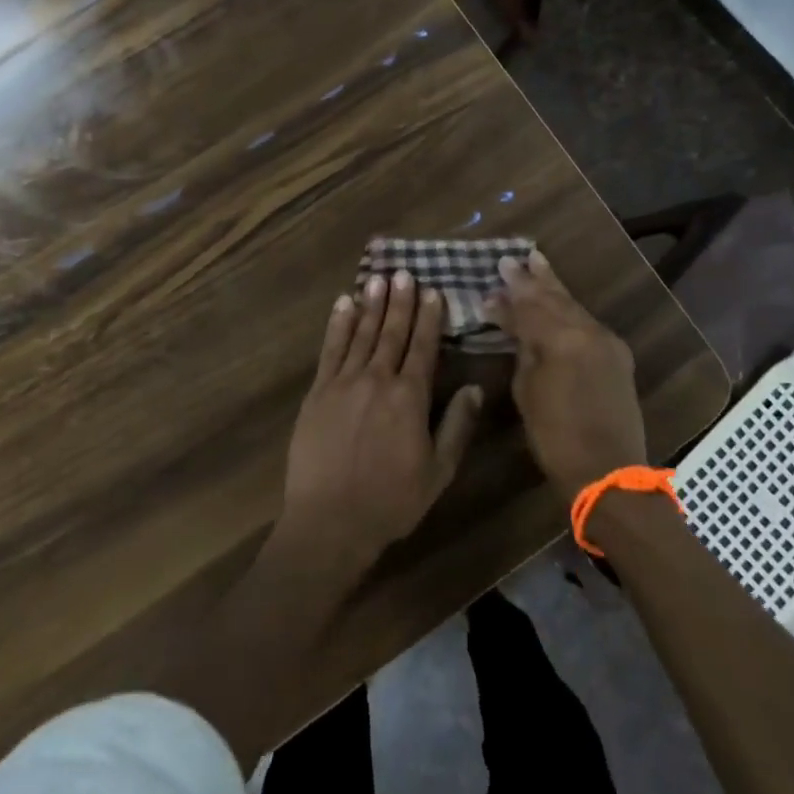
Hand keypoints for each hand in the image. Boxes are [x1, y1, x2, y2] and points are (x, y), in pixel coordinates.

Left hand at [279, 272, 483, 570]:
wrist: (330, 520)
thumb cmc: (391, 501)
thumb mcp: (438, 471)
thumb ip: (457, 426)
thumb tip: (475, 388)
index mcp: (410, 397)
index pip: (423, 347)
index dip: (429, 317)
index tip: (433, 291)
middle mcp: (378, 379)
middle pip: (392, 332)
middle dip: (400, 301)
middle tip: (404, 272)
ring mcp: (344, 382)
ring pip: (361, 334)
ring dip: (371, 304)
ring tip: (377, 277)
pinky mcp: (318, 392)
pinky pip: (330, 349)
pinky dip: (338, 324)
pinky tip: (343, 305)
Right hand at [487, 250, 648, 496]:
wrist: (609, 471)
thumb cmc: (555, 436)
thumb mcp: (527, 391)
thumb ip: (523, 349)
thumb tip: (513, 325)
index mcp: (561, 339)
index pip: (528, 307)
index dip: (507, 295)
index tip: (491, 278)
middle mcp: (587, 331)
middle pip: (554, 297)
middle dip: (532, 278)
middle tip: (513, 258)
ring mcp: (607, 341)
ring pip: (573, 305)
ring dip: (553, 287)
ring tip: (537, 263)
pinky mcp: (617, 354)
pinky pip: (586, 321)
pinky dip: (569, 309)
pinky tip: (559, 301)